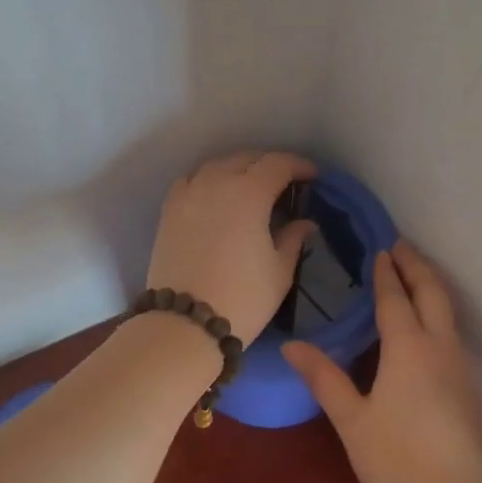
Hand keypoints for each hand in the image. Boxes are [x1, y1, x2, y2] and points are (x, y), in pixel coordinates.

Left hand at [146, 152, 319, 345]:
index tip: (312, 176)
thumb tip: (304, 223)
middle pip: (246, 159)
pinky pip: (191, 181)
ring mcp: (189, 194)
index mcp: (249, 192)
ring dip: (237, 169)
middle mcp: (217, 182)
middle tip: (284, 183)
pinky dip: (207, 181)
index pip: (278, 164)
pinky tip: (215, 196)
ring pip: (217, 166)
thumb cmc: (242, 297)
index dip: (299, 165)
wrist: (184, 323)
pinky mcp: (169, 211)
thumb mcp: (279, 271)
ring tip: (249, 186)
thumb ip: (293, 238)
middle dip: (268, 165)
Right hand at [284, 240, 481, 482]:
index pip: (396, 298)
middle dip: (417, 266)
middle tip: (401, 247)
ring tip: (413, 279)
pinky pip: (453, 336)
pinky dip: (438, 316)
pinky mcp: (469, 390)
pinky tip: (425, 331)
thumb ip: (324, 378)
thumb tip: (292, 346)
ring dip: (431, 289)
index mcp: (408, 348)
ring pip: (448, 313)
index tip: (380, 249)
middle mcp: (440, 347)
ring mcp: (461, 368)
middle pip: (433, 293)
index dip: (386, 273)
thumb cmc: (395, 460)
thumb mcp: (351, 419)